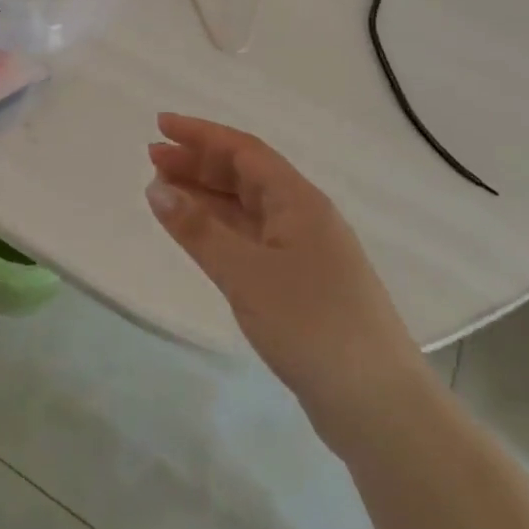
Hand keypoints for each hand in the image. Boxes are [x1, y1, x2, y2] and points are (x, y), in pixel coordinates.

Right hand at [145, 114, 433, 451]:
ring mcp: (304, 252)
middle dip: (198, 163)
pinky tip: (197, 234)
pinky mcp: (300, 284)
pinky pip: (251, 238)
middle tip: (152, 158)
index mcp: (298, 202)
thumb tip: (156, 188)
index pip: (244, 151)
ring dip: (206, 195)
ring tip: (164, 191)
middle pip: (245, 175)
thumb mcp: (246, 273)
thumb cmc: (311, 325)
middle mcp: (303, 217)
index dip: (201, 134)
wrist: (376, 404)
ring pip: (246, 208)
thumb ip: (198, 230)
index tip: (161, 125)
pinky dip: (219, 229)